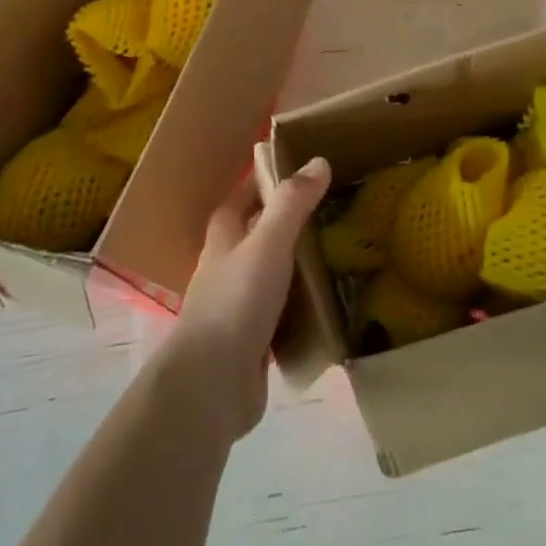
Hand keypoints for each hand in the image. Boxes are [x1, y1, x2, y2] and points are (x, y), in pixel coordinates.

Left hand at [164, 155, 331, 441]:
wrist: (212, 384)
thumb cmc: (237, 301)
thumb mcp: (268, 243)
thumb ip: (292, 203)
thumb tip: (318, 161)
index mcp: (223, 240)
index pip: (238, 200)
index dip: (259, 183)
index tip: (293, 170)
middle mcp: (225, 270)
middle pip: (252, 237)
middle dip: (282, 223)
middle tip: (325, 211)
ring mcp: (235, 309)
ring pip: (266, 276)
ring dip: (292, 265)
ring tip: (333, 253)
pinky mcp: (249, 343)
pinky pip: (278, 315)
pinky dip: (298, 306)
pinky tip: (325, 305)